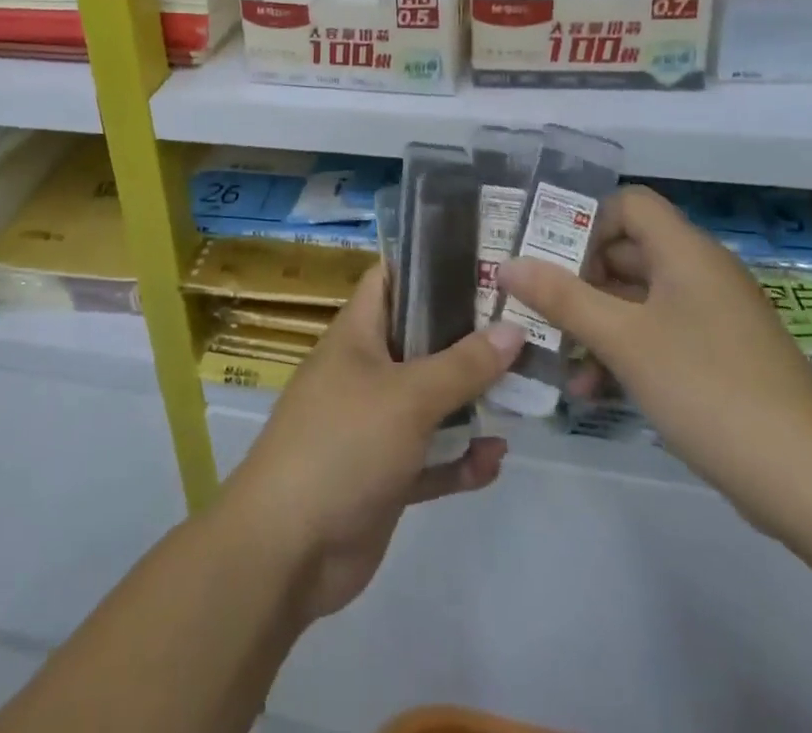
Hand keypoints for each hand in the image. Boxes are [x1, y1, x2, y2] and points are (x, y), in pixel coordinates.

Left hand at [218, 265, 524, 621]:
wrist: (288, 548)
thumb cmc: (344, 444)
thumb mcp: (408, 396)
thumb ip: (463, 364)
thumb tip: (513, 328)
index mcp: (356, 335)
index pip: (390, 279)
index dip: (429, 265)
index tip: (482, 262)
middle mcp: (365, 371)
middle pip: (420, 340)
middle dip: (466, 337)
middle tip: (522, 329)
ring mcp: (374, 425)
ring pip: (430, 402)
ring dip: (469, 401)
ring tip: (522, 393)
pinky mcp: (385, 475)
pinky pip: (430, 457)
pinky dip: (459, 458)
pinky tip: (495, 459)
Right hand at [500, 185, 811, 537]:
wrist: (811, 483)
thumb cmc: (708, 388)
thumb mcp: (624, 340)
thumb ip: (561, 298)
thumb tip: (507, 265)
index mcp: (685, 252)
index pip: (628, 204)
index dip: (586, 222)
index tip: (548, 259)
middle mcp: (699, 273)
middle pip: (626, 251)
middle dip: (577, 279)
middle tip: (535, 307)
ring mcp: (711, 318)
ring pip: (636, 299)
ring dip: (594, 322)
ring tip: (554, 356)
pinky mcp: (717, 358)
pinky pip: (656, 335)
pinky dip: (623, 351)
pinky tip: (590, 390)